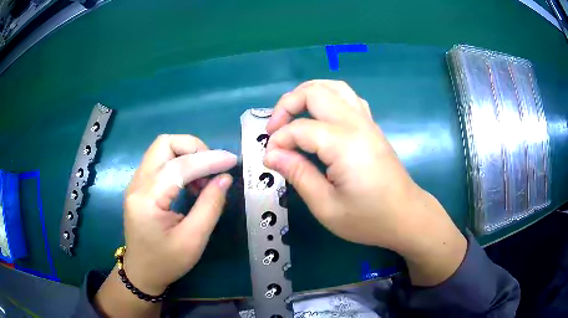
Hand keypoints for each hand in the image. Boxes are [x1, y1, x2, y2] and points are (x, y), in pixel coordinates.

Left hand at [122, 135, 236, 293]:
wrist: (142, 273)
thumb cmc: (166, 262)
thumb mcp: (193, 240)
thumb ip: (210, 206)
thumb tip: (225, 178)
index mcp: (147, 200)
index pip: (179, 166)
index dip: (208, 160)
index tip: (232, 161)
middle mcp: (137, 184)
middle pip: (164, 144)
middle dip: (193, 147)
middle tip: (213, 166)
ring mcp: (136, 183)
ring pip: (162, 149)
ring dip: (187, 155)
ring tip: (204, 178)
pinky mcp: (140, 186)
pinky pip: (160, 162)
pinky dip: (180, 163)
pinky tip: (192, 183)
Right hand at [264, 80, 465, 285]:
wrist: (406, 216)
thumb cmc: (368, 218)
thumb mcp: (326, 206)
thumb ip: (298, 175)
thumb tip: (271, 155)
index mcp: (344, 144)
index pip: (300, 129)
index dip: (278, 141)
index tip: (270, 159)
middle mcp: (356, 124)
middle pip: (315, 92)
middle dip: (287, 104)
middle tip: (274, 129)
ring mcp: (367, 121)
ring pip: (333, 87)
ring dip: (307, 94)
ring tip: (292, 115)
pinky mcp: (371, 126)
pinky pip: (347, 97)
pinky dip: (327, 98)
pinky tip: (319, 117)